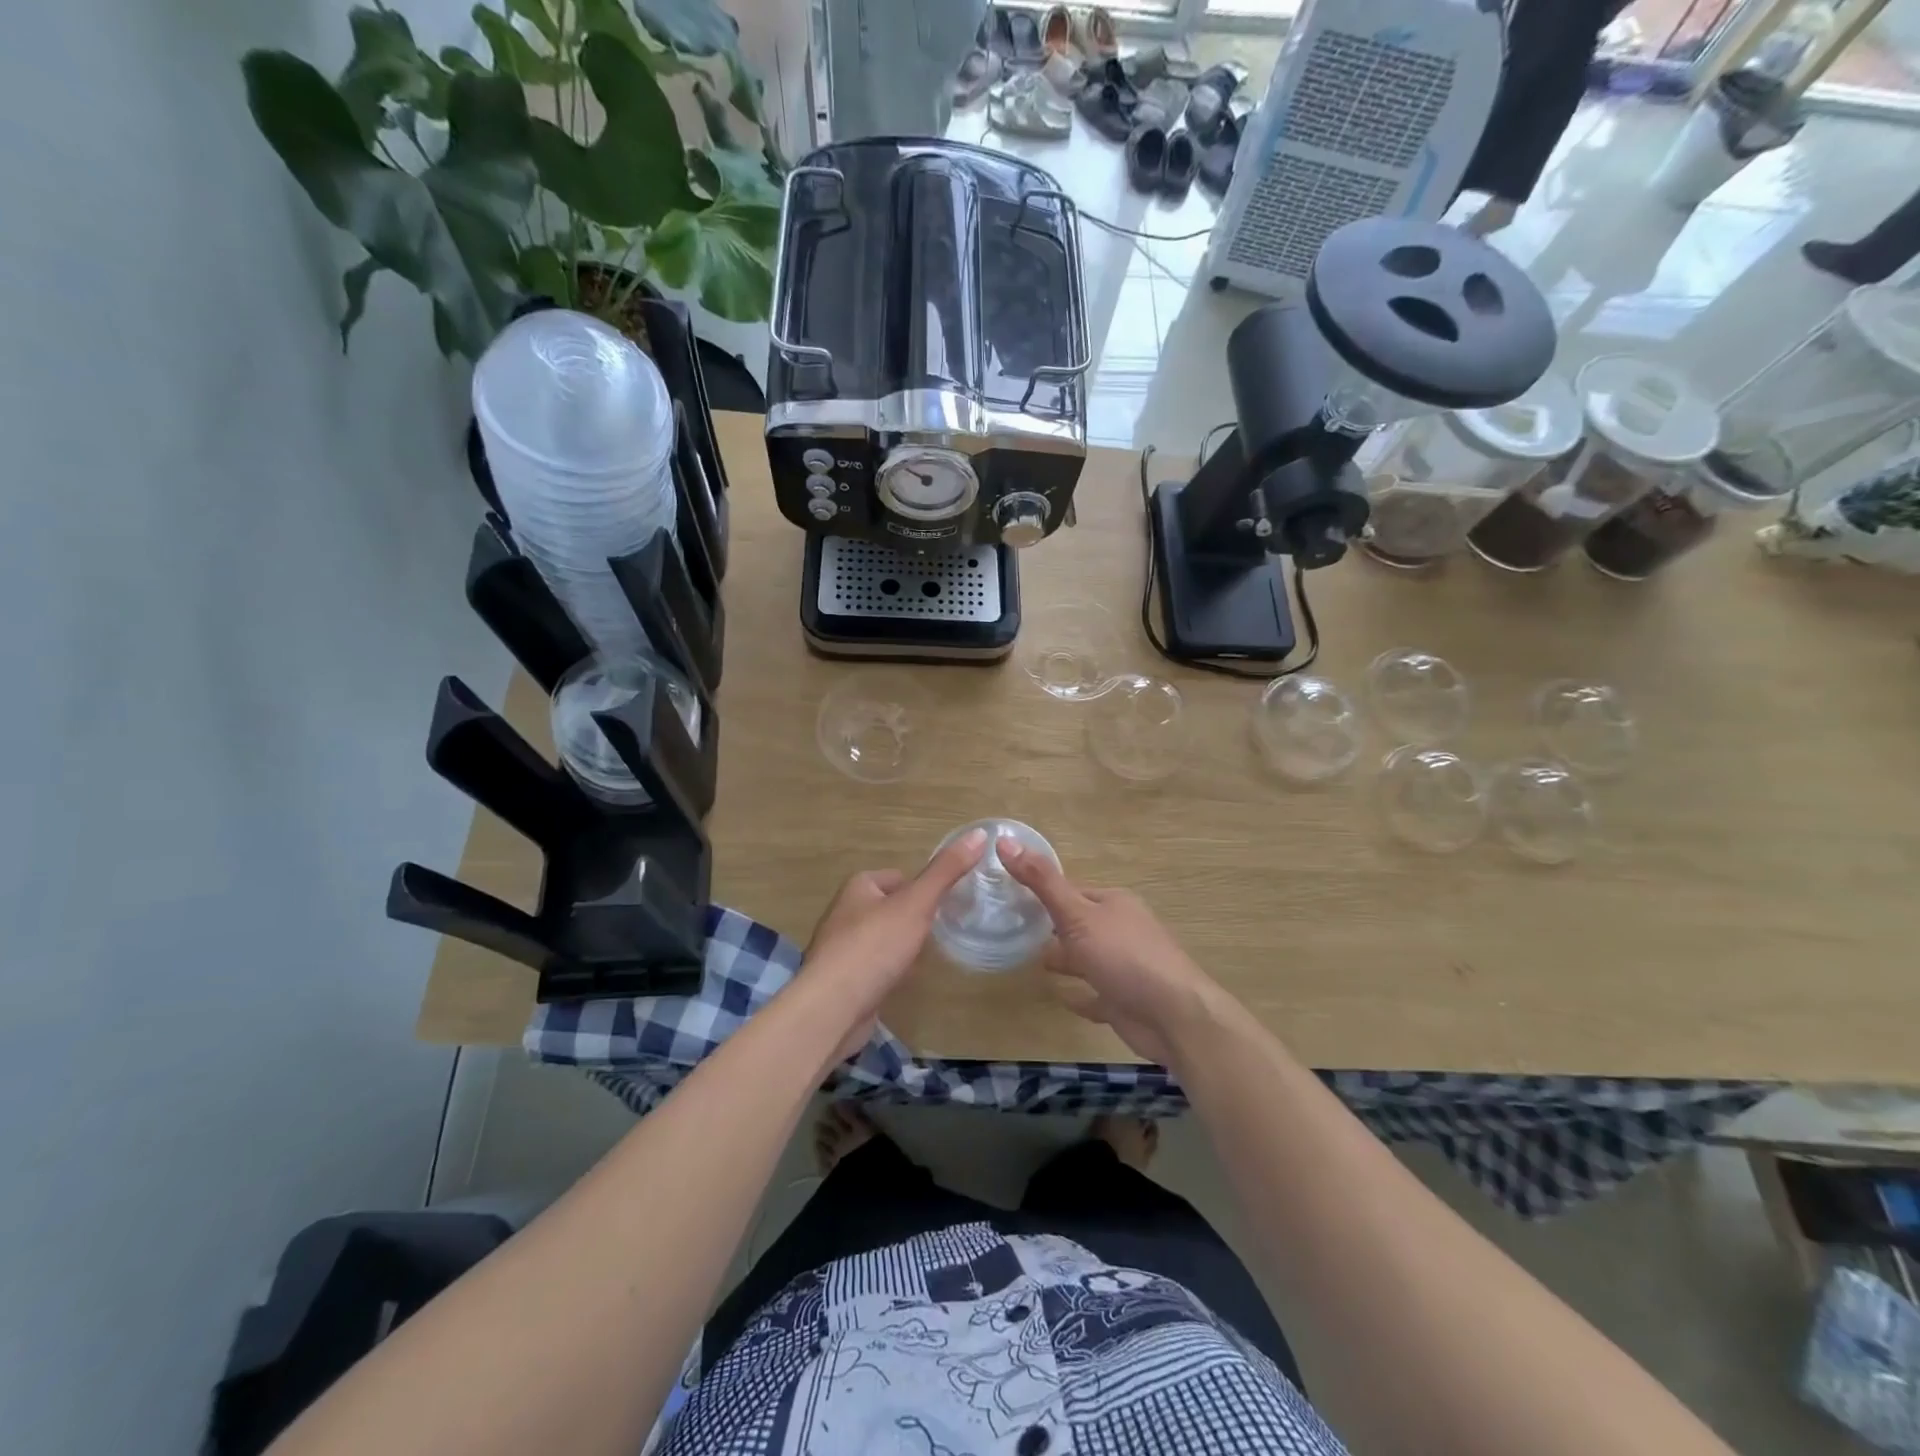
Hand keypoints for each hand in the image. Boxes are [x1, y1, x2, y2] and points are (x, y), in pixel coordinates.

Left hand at [801, 827, 987, 1062]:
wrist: (833, 1008)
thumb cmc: (874, 947)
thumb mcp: (916, 903)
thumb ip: (946, 871)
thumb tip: (979, 833)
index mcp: (858, 887)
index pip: (898, 877)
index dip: (922, 889)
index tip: (946, 904)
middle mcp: (845, 913)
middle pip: (890, 907)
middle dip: (913, 919)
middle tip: (941, 931)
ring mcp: (841, 948)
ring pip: (882, 938)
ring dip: (902, 946)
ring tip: (926, 957)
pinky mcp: (843, 981)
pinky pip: (874, 967)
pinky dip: (890, 971)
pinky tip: (903, 981)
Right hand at [998, 838, 1221, 1066]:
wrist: (1174, 1016)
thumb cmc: (1124, 956)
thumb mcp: (1077, 914)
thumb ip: (1042, 882)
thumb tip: (1005, 841)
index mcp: (1114, 903)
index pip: (1073, 891)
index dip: (1045, 893)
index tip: (1012, 897)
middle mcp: (1122, 930)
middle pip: (1080, 924)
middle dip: (1053, 928)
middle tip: (1014, 931)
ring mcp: (1125, 966)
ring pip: (1088, 958)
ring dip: (1065, 960)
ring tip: (1033, 963)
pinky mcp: (1125, 1000)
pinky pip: (1096, 994)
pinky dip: (1080, 995)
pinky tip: (1061, 998)